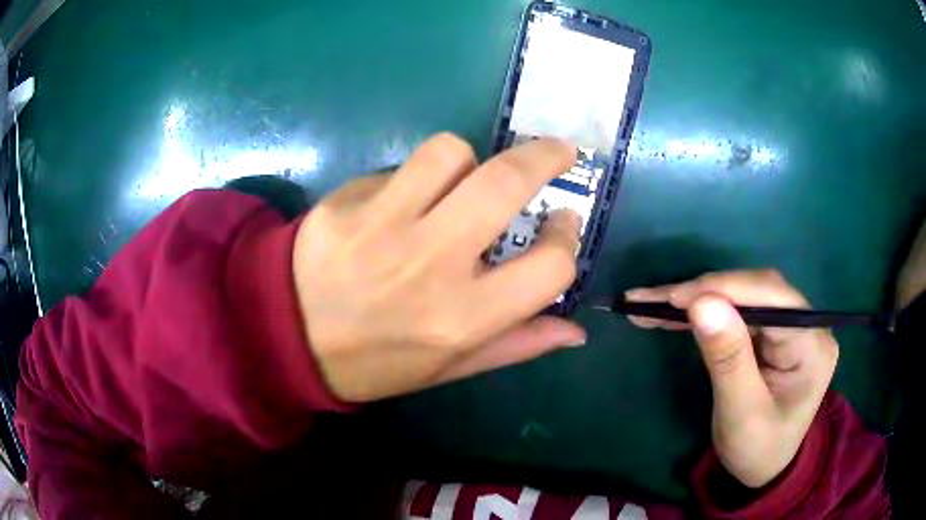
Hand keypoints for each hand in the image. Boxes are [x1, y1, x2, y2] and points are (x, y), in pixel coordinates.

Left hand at [292, 133, 585, 401]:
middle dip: (545, 157)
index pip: (550, 266)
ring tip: (460, 182)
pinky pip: (397, 169)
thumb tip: (575, 330)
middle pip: (505, 183)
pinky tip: (398, 204)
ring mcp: (382, 225)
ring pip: (450, 152)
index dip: (567, 239)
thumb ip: (516, 345)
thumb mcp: (448, 369)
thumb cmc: (375, 362)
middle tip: (560, 152)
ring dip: (468, 162)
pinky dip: (412, 179)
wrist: (286, 338)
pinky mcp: (344, 203)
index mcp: (463, 317)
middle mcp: (430, 264)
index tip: (562, 225)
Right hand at [626, 270, 838, 487]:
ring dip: (697, 299)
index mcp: (812, 344)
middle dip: (704, 292)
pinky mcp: (771, 332)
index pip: (772, 298)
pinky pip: (736, 311)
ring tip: (651, 304)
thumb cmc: (758, 450)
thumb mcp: (741, 415)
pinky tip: (672, 313)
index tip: (675, 298)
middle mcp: (806, 324)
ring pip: (741, 296)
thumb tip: (701, 303)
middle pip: (755, 290)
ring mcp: (789, 325)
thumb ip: (728, 360)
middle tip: (652, 301)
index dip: (725, 289)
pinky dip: (702, 311)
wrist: (765, 468)